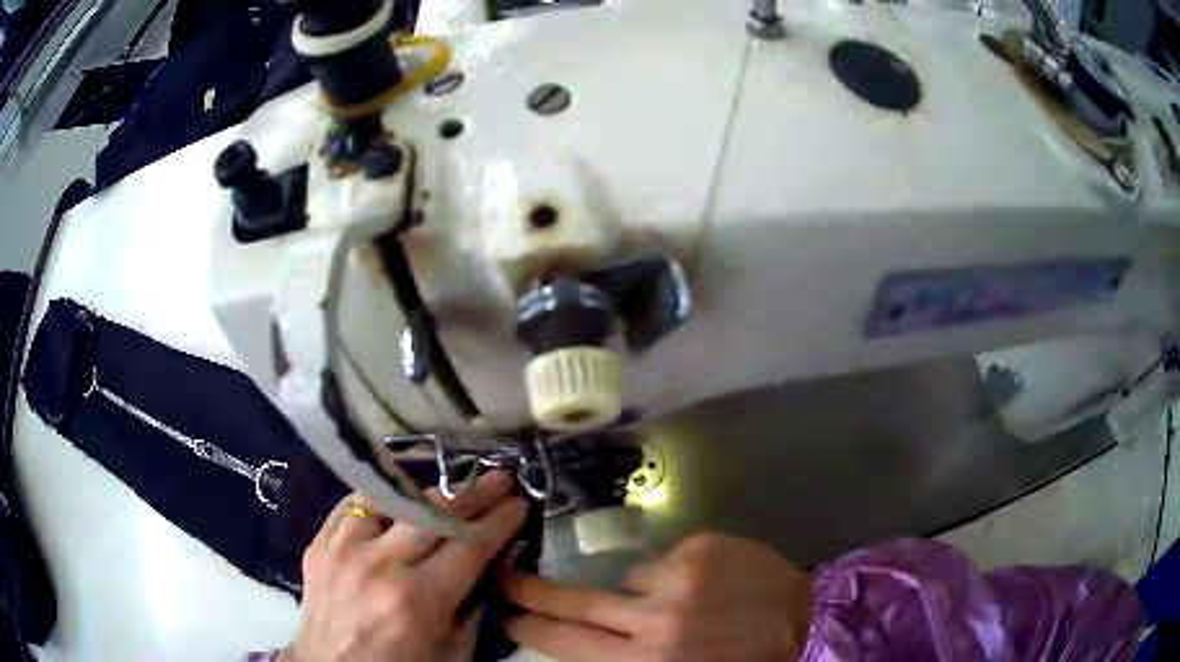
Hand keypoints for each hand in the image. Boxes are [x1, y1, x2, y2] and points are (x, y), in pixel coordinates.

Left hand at [282, 470, 526, 661]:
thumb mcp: (452, 650)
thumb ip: (473, 606)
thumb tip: (489, 564)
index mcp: (418, 599)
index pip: (470, 545)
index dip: (500, 520)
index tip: (520, 502)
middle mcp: (380, 564)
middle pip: (435, 513)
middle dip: (475, 494)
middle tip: (500, 478)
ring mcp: (343, 548)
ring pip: (394, 499)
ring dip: (429, 493)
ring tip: (452, 489)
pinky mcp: (319, 542)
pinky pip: (353, 504)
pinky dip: (381, 499)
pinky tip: (398, 500)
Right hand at [504, 532, 811, 661]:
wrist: (803, 620)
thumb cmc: (736, 658)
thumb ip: (626, 658)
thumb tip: (585, 643)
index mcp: (647, 661)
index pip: (569, 644)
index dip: (532, 629)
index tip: (507, 614)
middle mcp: (655, 621)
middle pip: (577, 602)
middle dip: (534, 592)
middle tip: (505, 577)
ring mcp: (678, 578)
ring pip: (625, 579)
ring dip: (638, 593)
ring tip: (676, 604)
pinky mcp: (699, 548)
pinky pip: (664, 560)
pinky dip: (674, 574)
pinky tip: (704, 585)